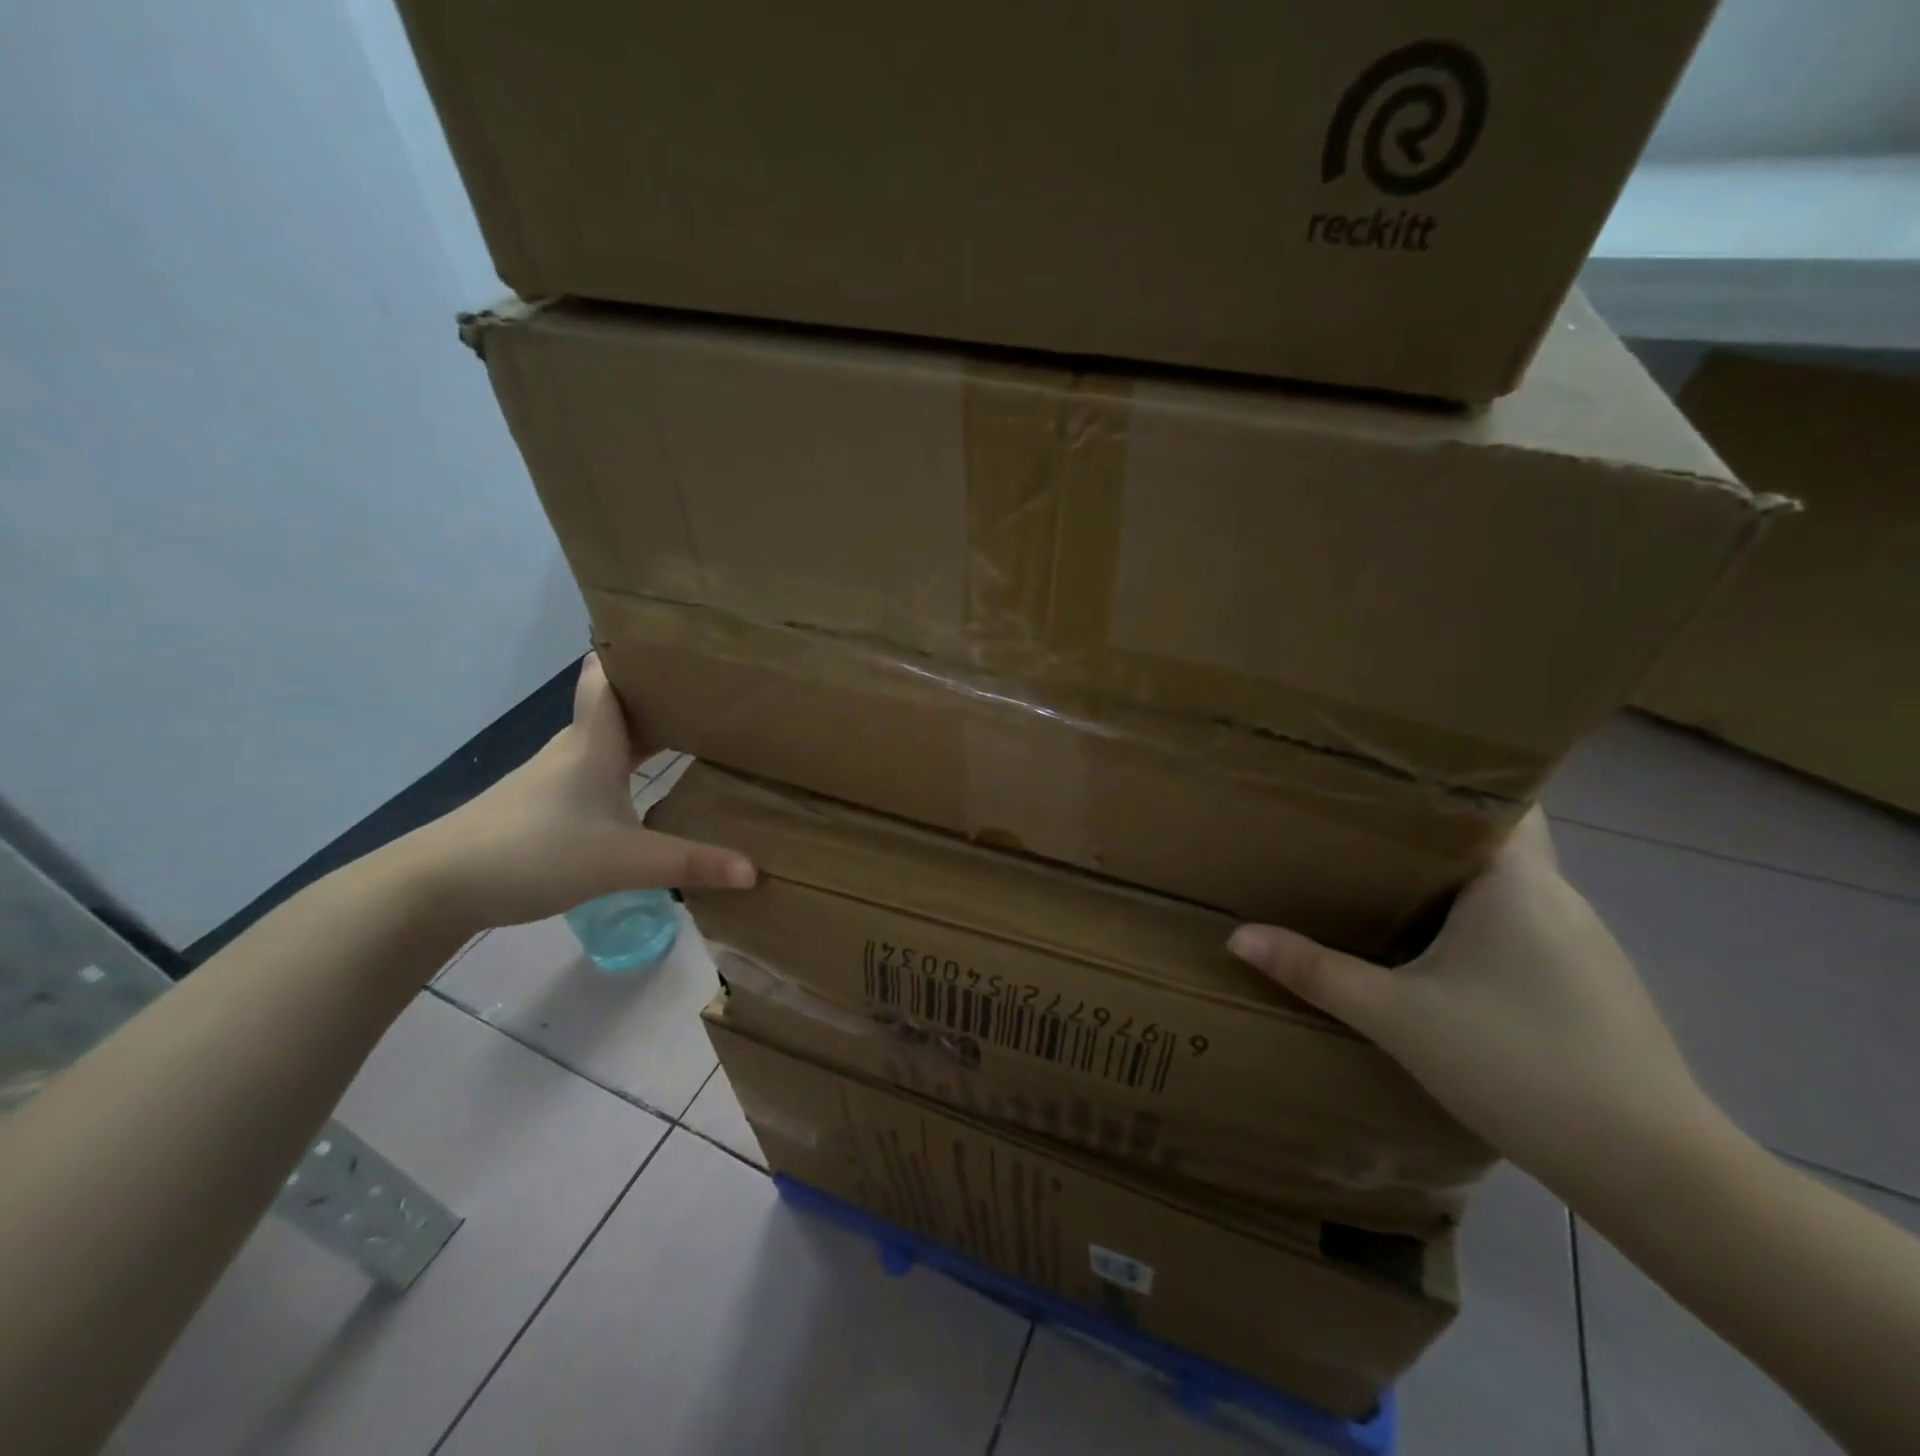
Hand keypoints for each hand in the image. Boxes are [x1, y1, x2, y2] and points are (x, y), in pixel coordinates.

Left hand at [400, 654, 753, 932]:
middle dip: (655, 696)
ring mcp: (551, 778)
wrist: (439, 885)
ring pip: (602, 741)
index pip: (607, 677)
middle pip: (614, 708)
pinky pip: (591, 772)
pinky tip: (637, 790)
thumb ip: (691, 864)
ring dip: (637, 733)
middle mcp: (573, 750)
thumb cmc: (538, 850)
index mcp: (594, 742)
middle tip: (704, 691)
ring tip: (684, 732)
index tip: (668, 638)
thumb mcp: (625, 861)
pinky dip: (620, 768)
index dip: (632, 653)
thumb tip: (756, 871)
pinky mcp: (539, 806)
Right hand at [1227, 810, 1718, 1194]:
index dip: (1442, 778)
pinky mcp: (1586, 982)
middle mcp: (1557, 896)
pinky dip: (1475, 917)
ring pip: (1505, 883)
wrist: (1655, 1171)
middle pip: (1491, 836)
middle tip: (1353, 822)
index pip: (1497, 796)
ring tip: (1377, 873)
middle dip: (1426, 827)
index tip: (1380, 773)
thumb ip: (1316, 972)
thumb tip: (1238, 937)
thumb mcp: (1397, 1018)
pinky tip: (1434, 945)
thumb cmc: (1521, 1066)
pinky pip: (1519, 923)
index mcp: (1518, 880)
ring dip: (1450, 876)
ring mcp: (1581, 941)